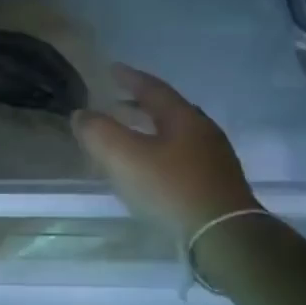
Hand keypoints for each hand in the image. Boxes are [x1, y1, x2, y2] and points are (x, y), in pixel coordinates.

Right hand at [72, 64, 259, 238]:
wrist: (224, 235)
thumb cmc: (172, 188)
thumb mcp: (125, 157)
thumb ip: (98, 131)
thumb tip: (81, 114)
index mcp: (182, 117)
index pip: (153, 88)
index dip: (129, 78)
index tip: (112, 69)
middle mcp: (203, 131)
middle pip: (169, 109)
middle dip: (141, 104)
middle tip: (118, 102)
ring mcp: (215, 158)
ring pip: (178, 134)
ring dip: (152, 130)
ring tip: (132, 136)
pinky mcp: (218, 184)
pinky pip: (185, 157)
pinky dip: (163, 153)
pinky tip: (154, 169)